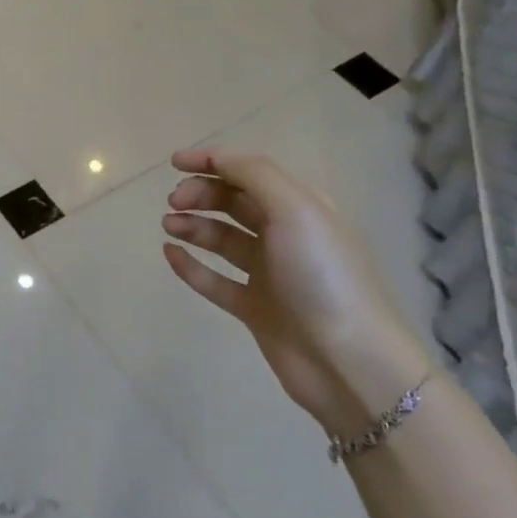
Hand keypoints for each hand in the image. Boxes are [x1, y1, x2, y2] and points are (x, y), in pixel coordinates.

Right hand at [162, 149, 431, 437]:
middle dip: (202, 194)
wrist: (347, 360)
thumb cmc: (322, 276)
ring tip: (168, 225)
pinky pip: (215, 280)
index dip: (213, 162)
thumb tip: (216, 157)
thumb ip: (254, 176)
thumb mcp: (296, 210)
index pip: (252, 172)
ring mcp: (270, 274)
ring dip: (194, 226)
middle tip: (173, 202)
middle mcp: (286, 236)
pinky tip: (169, 254)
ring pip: (223, 240)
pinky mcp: (255, 308)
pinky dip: (191, 266)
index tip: (174, 163)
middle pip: (235, 203)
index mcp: (302, 208)